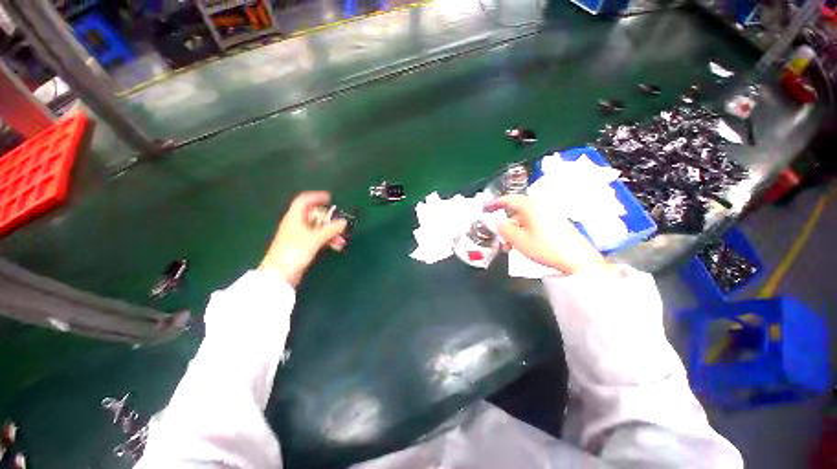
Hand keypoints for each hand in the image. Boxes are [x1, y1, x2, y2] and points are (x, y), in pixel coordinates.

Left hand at [259, 191, 346, 286]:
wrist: (279, 275)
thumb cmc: (294, 252)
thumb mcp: (314, 239)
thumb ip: (330, 230)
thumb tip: (343, 222)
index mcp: (294, 218)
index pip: (304, 201)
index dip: (316, 197)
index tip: (330, 198)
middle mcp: (296, 224)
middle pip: (314, 215)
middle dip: (328, 219)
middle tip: (340, 223)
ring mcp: (299, 236)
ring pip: (317, 228)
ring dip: (330, 232)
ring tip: (341, 239)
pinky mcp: (302, 246)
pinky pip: (317, 238)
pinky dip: (327, 240)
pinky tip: (336, 245)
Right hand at [486, 195, 607, 274]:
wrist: (578, 261)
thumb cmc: (546, 248)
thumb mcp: (518, 240)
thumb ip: (503, 228)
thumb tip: (493, 221)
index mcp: (531, 207)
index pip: (510, 199)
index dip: (496, 203)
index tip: (487, 207)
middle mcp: (542, 207)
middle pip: (518, 210)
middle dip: (506, 222)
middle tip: (499, 235)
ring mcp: (551, 215)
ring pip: (526, 219)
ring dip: (515, 229)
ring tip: (510, 245)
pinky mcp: (558, 225)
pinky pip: (535, 223)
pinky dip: (525, 231)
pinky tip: (524, 244)